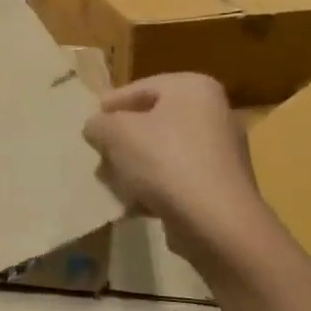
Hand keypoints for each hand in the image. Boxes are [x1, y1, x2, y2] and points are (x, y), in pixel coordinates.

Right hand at [83, 74, 281, 268]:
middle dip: (122, 140)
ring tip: (110, 182)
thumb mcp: (117, 133)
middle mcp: (214, 113)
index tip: (89, 125)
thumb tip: (96, 127)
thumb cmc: (165, 161)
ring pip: (163, 151)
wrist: (216, 223)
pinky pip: (177, 178)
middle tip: (98, 154)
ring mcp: (221, 151)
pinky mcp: (221, 186)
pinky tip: (133, 204)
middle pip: (152, 121)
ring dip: (134, 166)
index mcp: (194, 88)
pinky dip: (155, 187)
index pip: (140, 88)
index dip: (110, 105)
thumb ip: (99, 124)